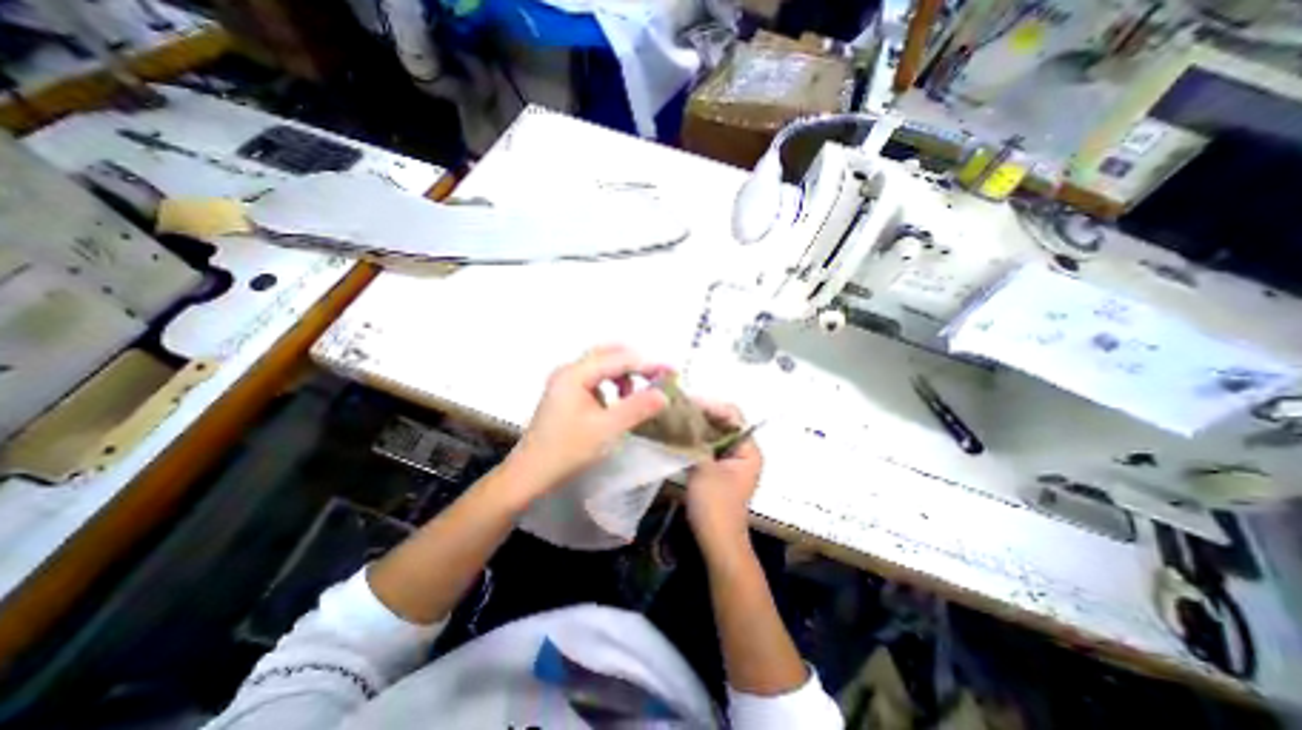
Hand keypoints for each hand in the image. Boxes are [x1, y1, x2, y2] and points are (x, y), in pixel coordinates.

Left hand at [507, 344, 671, 500]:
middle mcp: (569, 371)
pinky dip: (611, 384)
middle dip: (635, 365)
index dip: (647, 364)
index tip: (671, 372)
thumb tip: (664, 394)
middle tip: (656, 379)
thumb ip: (637, 408)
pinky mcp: (565, 394)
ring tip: (634, 395)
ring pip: (601, 366)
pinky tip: (616, 402)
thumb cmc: (567, 451)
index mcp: (575, 374)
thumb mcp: (607, 429)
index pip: (618, 359)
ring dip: (622, 374)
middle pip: (608, 355)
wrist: (530, 475)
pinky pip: (594, 379)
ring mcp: (565, 382)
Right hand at [683, 404, 766, 552]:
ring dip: (697, 426)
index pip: (733, 416)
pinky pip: (709, 445)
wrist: (718, 542)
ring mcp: (732, 460)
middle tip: (677, 408)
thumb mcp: (703, 468)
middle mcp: (744, 451)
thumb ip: (695, 440)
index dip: (711, 406)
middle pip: (724, 423)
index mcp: (749, 449)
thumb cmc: (715, 506)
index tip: (687, 403)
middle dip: (701, 414)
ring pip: (714, 434)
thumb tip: (683, 416)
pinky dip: (695, 439)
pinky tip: (679, 434)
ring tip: (675, 418)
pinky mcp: (720, 468)